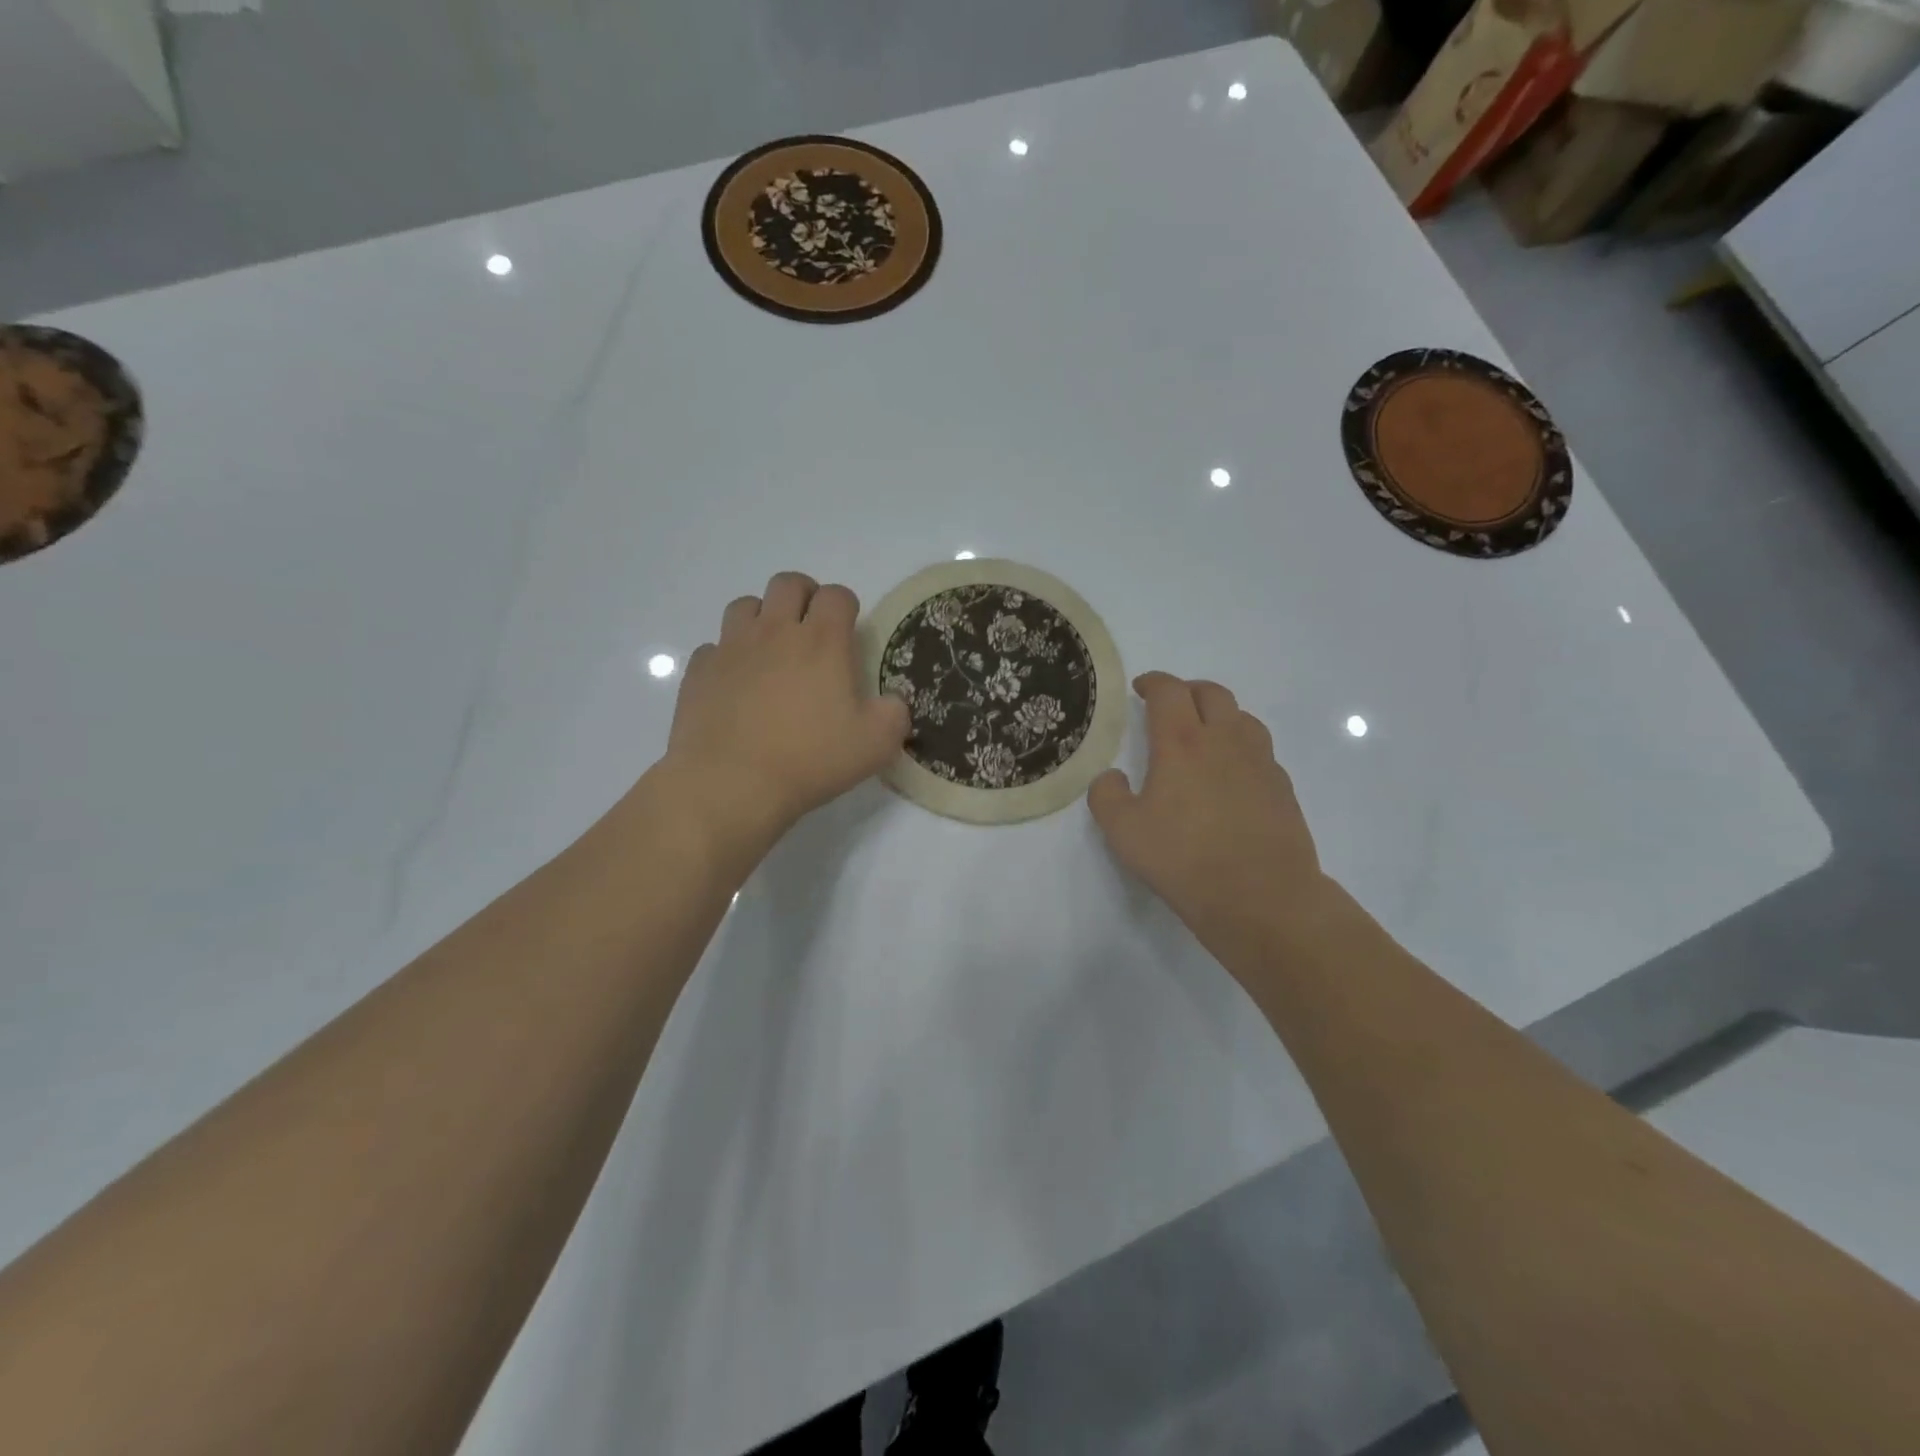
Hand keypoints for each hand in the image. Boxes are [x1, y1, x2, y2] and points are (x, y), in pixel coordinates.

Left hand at [662, 572, 909, 855]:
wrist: (731, 784)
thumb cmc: (810, 759)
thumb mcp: (876, 745)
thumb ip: (894, 715)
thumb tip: (891, 703)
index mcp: (822, 641)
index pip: (836, 595)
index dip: (846, 606)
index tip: (849, 631)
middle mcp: (774, 631)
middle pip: (787, 583)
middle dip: (804, 596)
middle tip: (812, 629)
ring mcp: (731, 648)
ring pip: (745, 606)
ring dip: (762, 618)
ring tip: (771, 650)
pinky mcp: (699, 672)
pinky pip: (714, 648)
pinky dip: (728, 657)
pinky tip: (736, 685)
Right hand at [1089, 673, 1335, 962]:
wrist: (1260, 896)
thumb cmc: (1184, 859)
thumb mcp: (1123, 831)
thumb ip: (1107, 795)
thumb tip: (1113, 777)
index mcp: (1181, 742)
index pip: (1169, 691)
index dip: (1153, 682)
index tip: (1141, 688)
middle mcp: (1224, 740)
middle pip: (1211, 693)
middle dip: (1187, 691)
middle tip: (1171, 706)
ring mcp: (1260, 761)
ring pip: (1242, 717)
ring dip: (1219, 714)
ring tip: (1204, 734)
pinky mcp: (1282, 787)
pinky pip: (1260, 750)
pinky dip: (1241, 747)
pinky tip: (1231, 775)